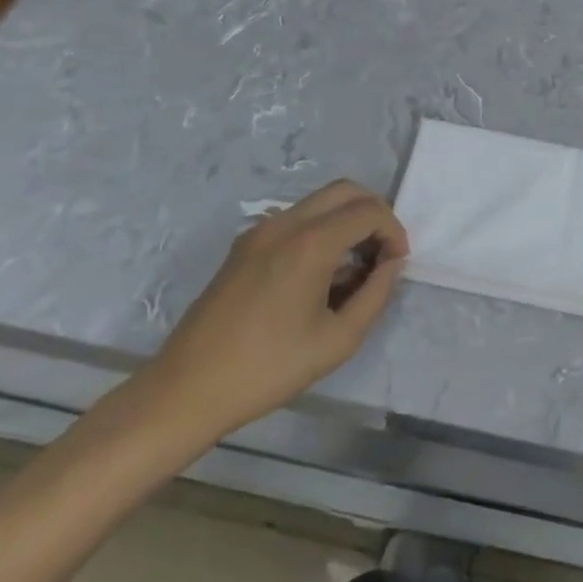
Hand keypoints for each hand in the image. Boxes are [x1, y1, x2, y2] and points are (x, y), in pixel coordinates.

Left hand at [138, 180, 408, 447]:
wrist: (186, 391)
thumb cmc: (267, 369)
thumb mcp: (337, 340)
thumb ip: (376, 294)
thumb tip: (391, 263)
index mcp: (310, 243)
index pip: (369, 211)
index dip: (393, 232)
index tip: (397, 264)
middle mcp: (286, 223)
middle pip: (346, 190)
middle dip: (373, 214)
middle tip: (381, 254)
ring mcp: (261, 230)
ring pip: (320, 202)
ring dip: (346, 221)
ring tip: (352, 270)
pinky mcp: (245, 245)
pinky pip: (296, 219)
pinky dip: (320, 230)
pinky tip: (319, 276)